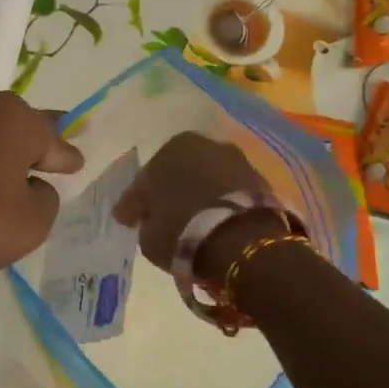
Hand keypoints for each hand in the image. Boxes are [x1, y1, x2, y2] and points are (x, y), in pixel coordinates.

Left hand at [0, 87, 83, 276]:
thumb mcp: (33, 222)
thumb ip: (46, 196)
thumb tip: (32, 183)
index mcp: (18, 118)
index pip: (53, 141)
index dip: (66, 157)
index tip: (76, 164)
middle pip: (18, 124)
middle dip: (32, 141)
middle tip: (45, 155)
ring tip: (6, 164)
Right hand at [112, 132, 271, 272]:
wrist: (243, 242)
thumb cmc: (183, 231)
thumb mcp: (148, 235)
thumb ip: (145, 220)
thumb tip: (148, 217)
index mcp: (170, 148)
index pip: (144, 180)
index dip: (134, 203)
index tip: (128, 220)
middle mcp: (203, 145)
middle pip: (178, 173)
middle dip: (170, 193)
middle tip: (162, 218)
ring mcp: (235, 160)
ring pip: (205, 180)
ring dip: (198, 197)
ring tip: (192, 224)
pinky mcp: (260, 181)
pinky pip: (229, 193)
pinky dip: (220, 204)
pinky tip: (215, 224)